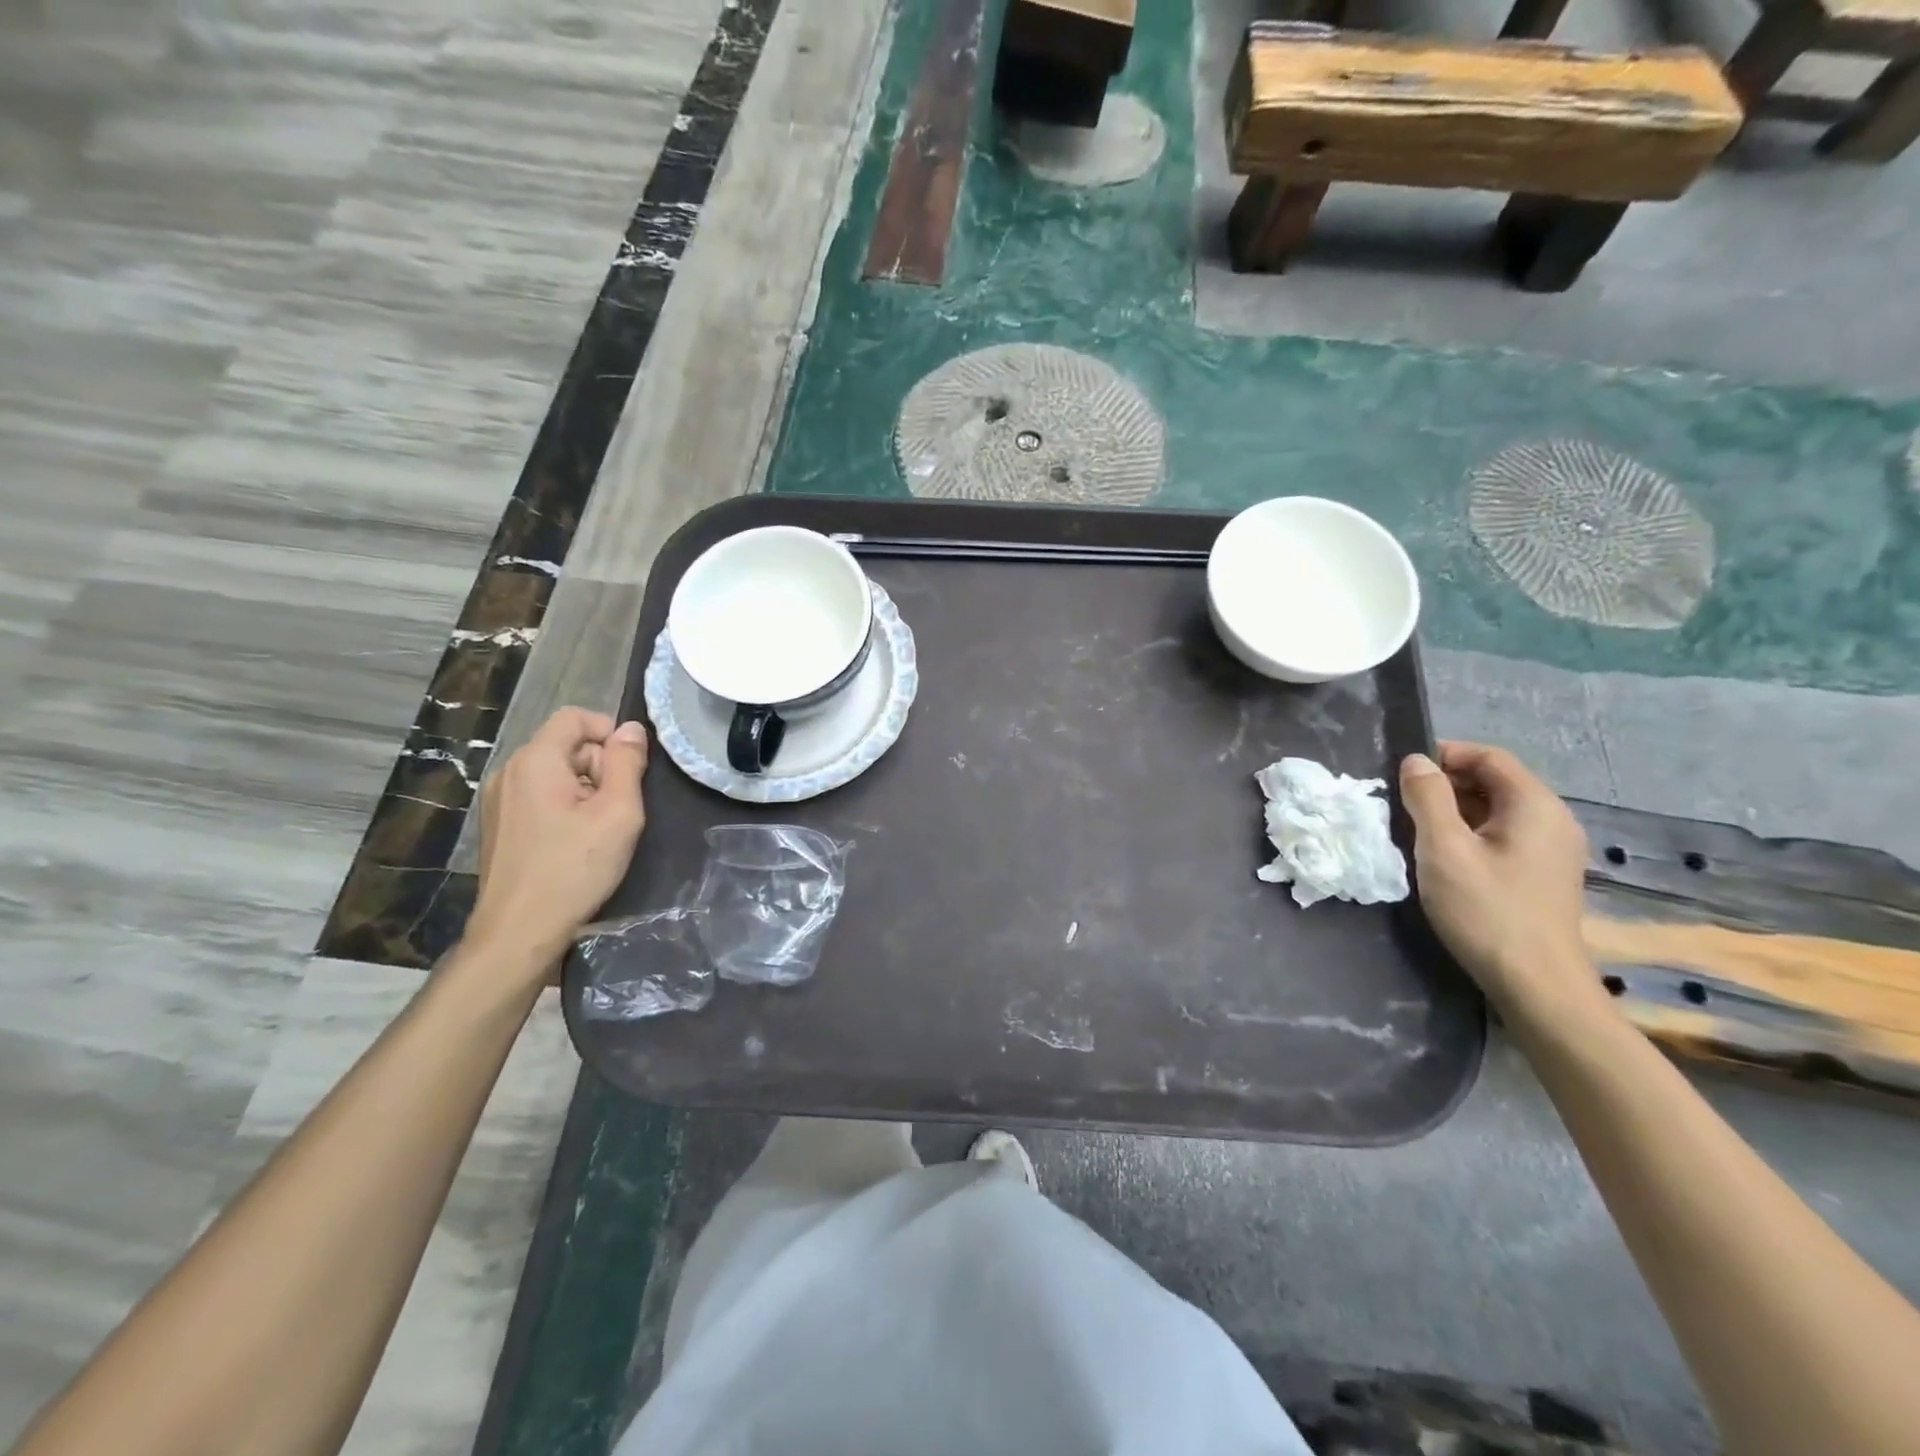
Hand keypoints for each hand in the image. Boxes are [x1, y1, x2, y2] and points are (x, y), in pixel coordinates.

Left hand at [467, 708, 649, 970]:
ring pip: (554, 772)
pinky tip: (573, 843)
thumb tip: (631, 729)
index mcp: (535, 760)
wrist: (519, 932)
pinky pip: (538, 796)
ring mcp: (498, 800)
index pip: (575, 716)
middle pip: (565, 744)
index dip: (610, 732)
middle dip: (599, 765)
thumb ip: (627, 763)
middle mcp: (509, 771)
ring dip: (584, 789)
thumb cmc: (574, 869)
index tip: (631, 769)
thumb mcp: (618, 813)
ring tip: (598, 830)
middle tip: (617, 808)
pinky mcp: (498, 825)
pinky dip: (563, 807)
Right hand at [1400, 741, 1602, 1018]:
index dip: (1444, 755)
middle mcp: (1552, 819)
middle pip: (1494, 781)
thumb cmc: (1486, 910)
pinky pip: (1502, 835)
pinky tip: (1443, 858)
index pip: (1489, 756)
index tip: (1402, 773)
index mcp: (1535, 805)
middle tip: (1400, 803)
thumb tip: (1416, 761)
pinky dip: (1470, 834)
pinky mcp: (1543, 874)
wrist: (1536, 985)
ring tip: (1415, 830)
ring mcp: (1552, 849)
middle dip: (1445, 784)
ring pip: (1495, 810)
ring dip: (1453, 811)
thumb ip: (1427, 798)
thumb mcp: (1444, 849)